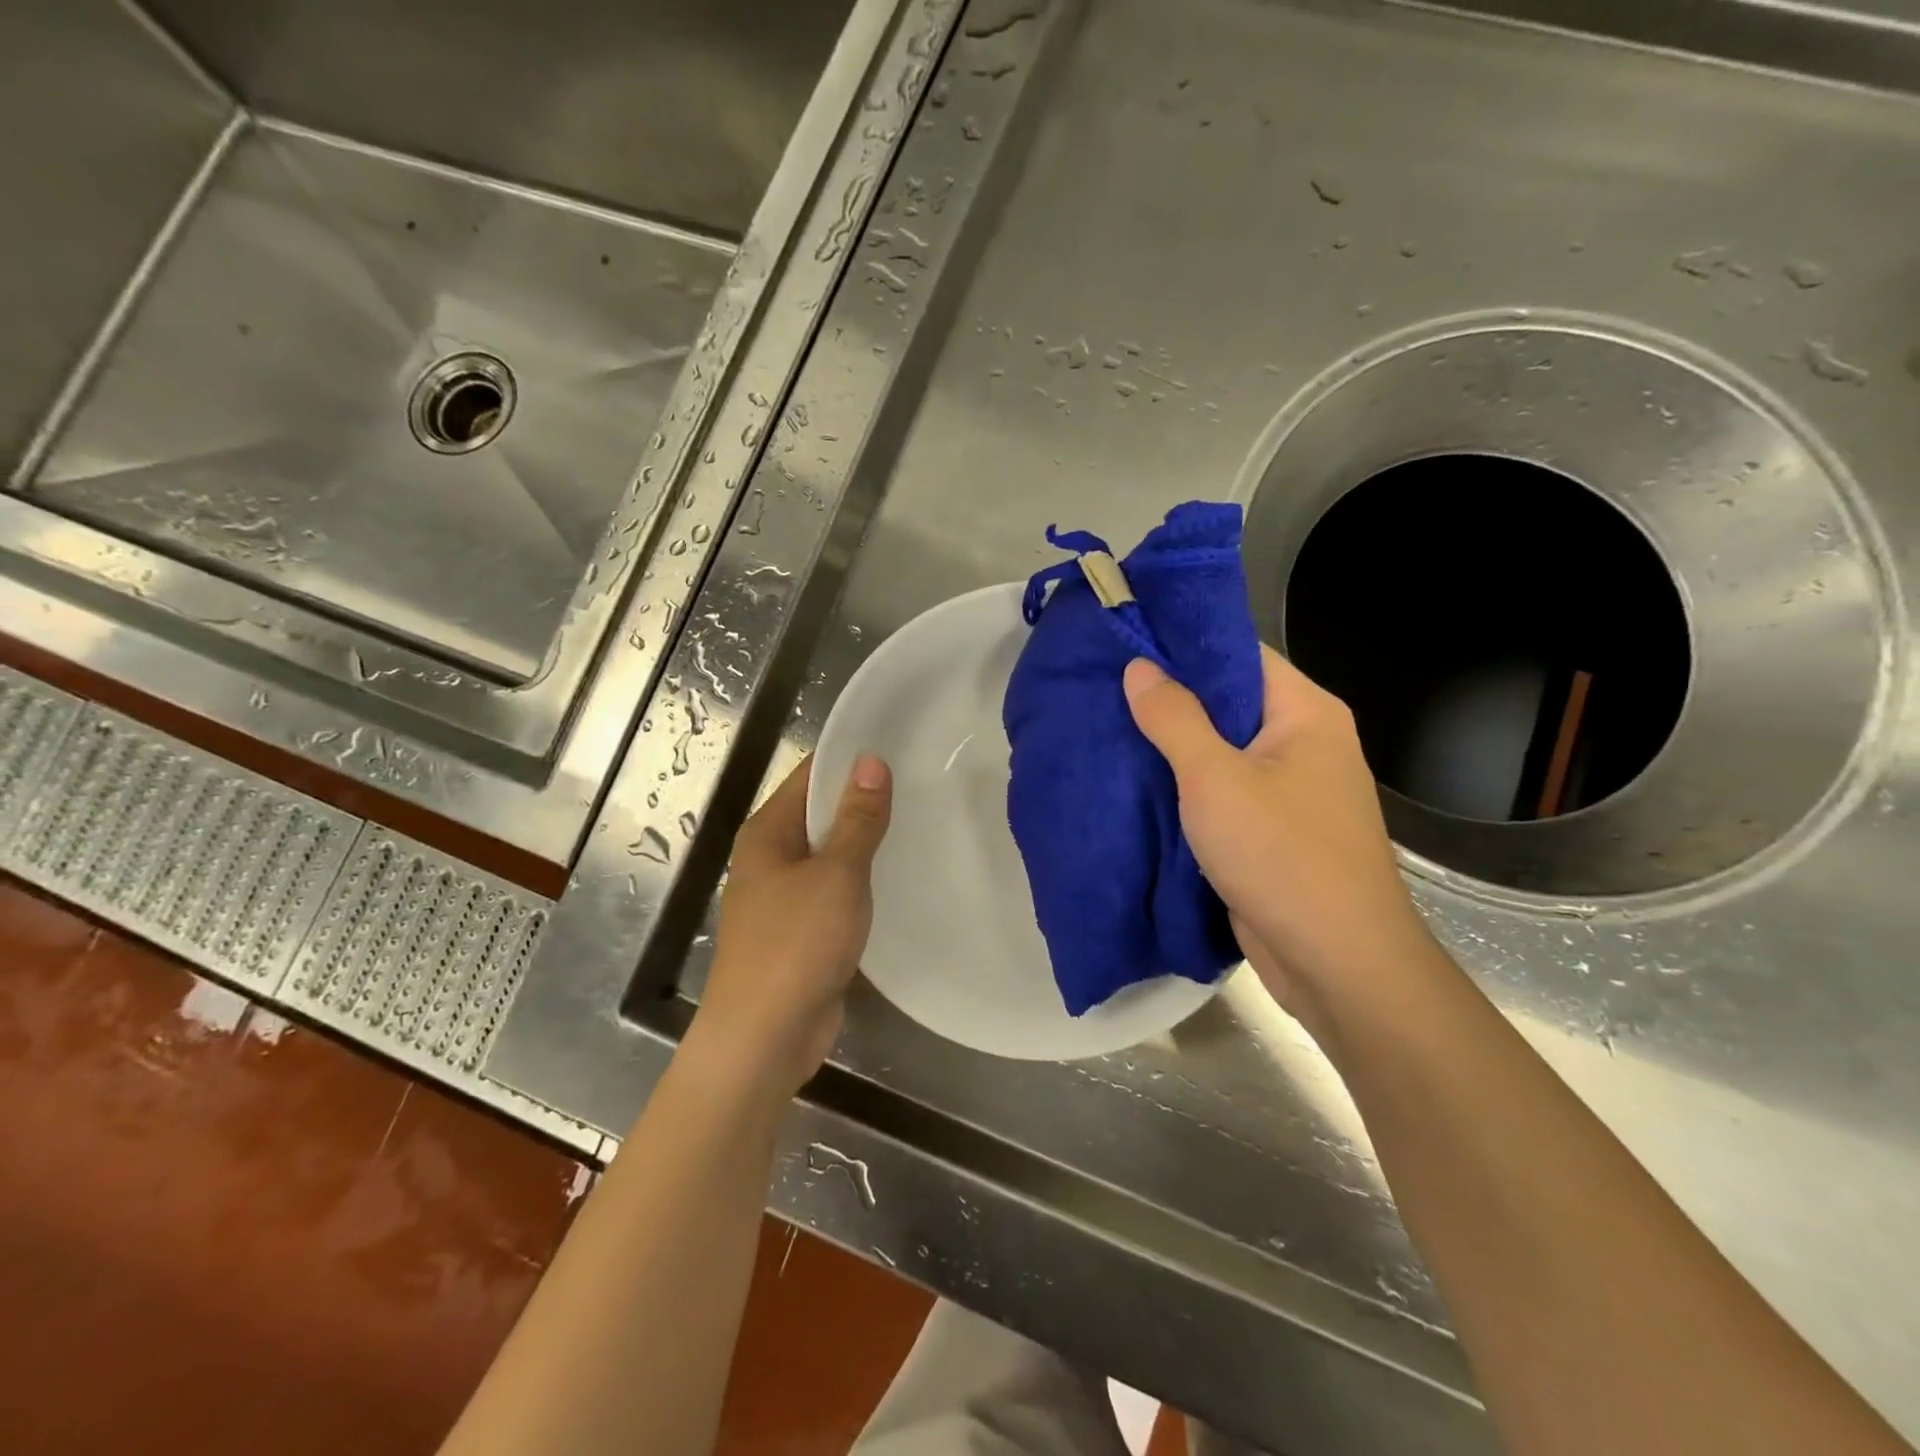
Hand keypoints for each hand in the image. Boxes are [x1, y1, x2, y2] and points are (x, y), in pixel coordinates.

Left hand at [690, 754, 891, 1099]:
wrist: (764, 1038)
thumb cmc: (796, 944)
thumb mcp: (836, 874)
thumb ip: (857, 819)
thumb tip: (871, 761)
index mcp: (767, 833)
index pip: (809, 776)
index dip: (850, 759)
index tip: (898, 745)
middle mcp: (769, 858)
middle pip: (819, 814)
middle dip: (863, 800)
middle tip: (921, 783)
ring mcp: (782, 898)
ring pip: (828, 856)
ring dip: (863, 844)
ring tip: (918, 823)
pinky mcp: (799, 932)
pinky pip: (833, 892)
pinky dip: (859, 883)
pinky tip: (896, 880)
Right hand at [1123, 647, 1433, 1030]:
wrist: (1336, 962)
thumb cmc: (1282, 855)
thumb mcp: (1215, 779)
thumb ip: (1174, 718)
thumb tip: (1140, 667)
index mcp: (1305, 712)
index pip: (1239, 654)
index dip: (1184, 645)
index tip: (1127, 641)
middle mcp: (1304, 743)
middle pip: (1229, 702)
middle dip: (1169, 697)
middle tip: (1105, 687)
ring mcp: (1290, 790)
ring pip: (1222, 751)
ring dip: (1173, 746)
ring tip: (1109, 727)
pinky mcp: (1272, 830)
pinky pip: (1223, 792)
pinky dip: (1185, 787)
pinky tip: (1137, 781)